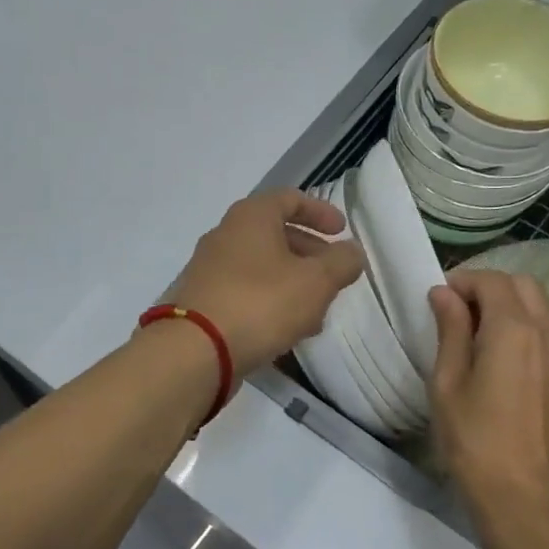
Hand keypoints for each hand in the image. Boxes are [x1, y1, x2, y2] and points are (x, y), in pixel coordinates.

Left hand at [165, 190, 365, 379]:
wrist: (196, 350)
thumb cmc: (261, 303)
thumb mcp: (316, 281)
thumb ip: (341, 262)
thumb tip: (352, 251)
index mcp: (251, 217)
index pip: (290, 199)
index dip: (320, 212)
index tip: (342, 232)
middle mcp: (225, 235)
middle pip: (275, 233)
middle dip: (309, 253)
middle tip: (333, 275)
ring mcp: (209, 269)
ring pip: (261, 266)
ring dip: (293, 282)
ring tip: (317, 311)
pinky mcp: (203, 301)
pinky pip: (245, 292)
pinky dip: (271, 301)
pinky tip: (289, 330)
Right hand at [428, 269, 548, 537]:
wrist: (519, 491)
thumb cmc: (473, 436)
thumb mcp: (447, 380)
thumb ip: (450, 330)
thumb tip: (444, 294)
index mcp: (514, 330)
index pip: (492, 281)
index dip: (462, 282)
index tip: (436, 300)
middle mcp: (545, 332)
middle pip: (522, 285)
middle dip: (487, 286)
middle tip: (454, 310)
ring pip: (537, 304)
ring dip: (506, 303)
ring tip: (472, 330)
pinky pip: (544, 328)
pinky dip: (520, 324)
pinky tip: (494, 352)